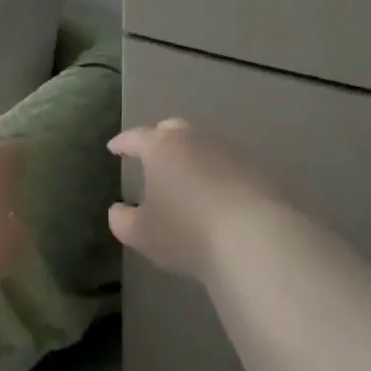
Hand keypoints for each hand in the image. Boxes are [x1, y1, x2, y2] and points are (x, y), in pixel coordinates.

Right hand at [108, 120, 278, 279]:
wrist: (255, 240)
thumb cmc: (186, 232)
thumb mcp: (141, 233)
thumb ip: (122, 219)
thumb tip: (118, 210)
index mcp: (161, 147)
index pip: (135, 137)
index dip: (122, 143)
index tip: (113, 148)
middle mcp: (195, 140)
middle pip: (172, 130)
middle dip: (158, 140)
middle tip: (150, 156)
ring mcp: (229, 152)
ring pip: (203, 146)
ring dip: (190, 158)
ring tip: (184, 179)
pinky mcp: (257, 170)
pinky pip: (227, 166)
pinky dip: (216, 175)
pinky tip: (215, 196)